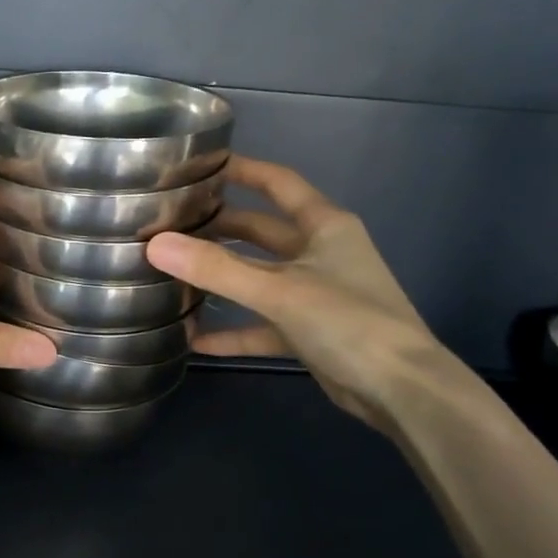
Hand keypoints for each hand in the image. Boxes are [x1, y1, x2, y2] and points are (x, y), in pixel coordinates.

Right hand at [147, 157, 447, 427]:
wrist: (402, 390)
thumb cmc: (348, 322)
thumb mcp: (278, 291)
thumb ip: (216, 269)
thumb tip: (155, 244)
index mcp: (324, 226)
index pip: (278, 183)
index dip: (242, 170)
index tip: (200, 166)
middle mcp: (320, 252)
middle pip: (261, 231)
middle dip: (220, 228)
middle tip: (172, 225)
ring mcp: (316, 293)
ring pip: (260, 277)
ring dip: (223, 279)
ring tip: (175, 275)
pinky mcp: (310, 330)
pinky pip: (264, 324)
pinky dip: (235, 330)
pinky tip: (197, 340)